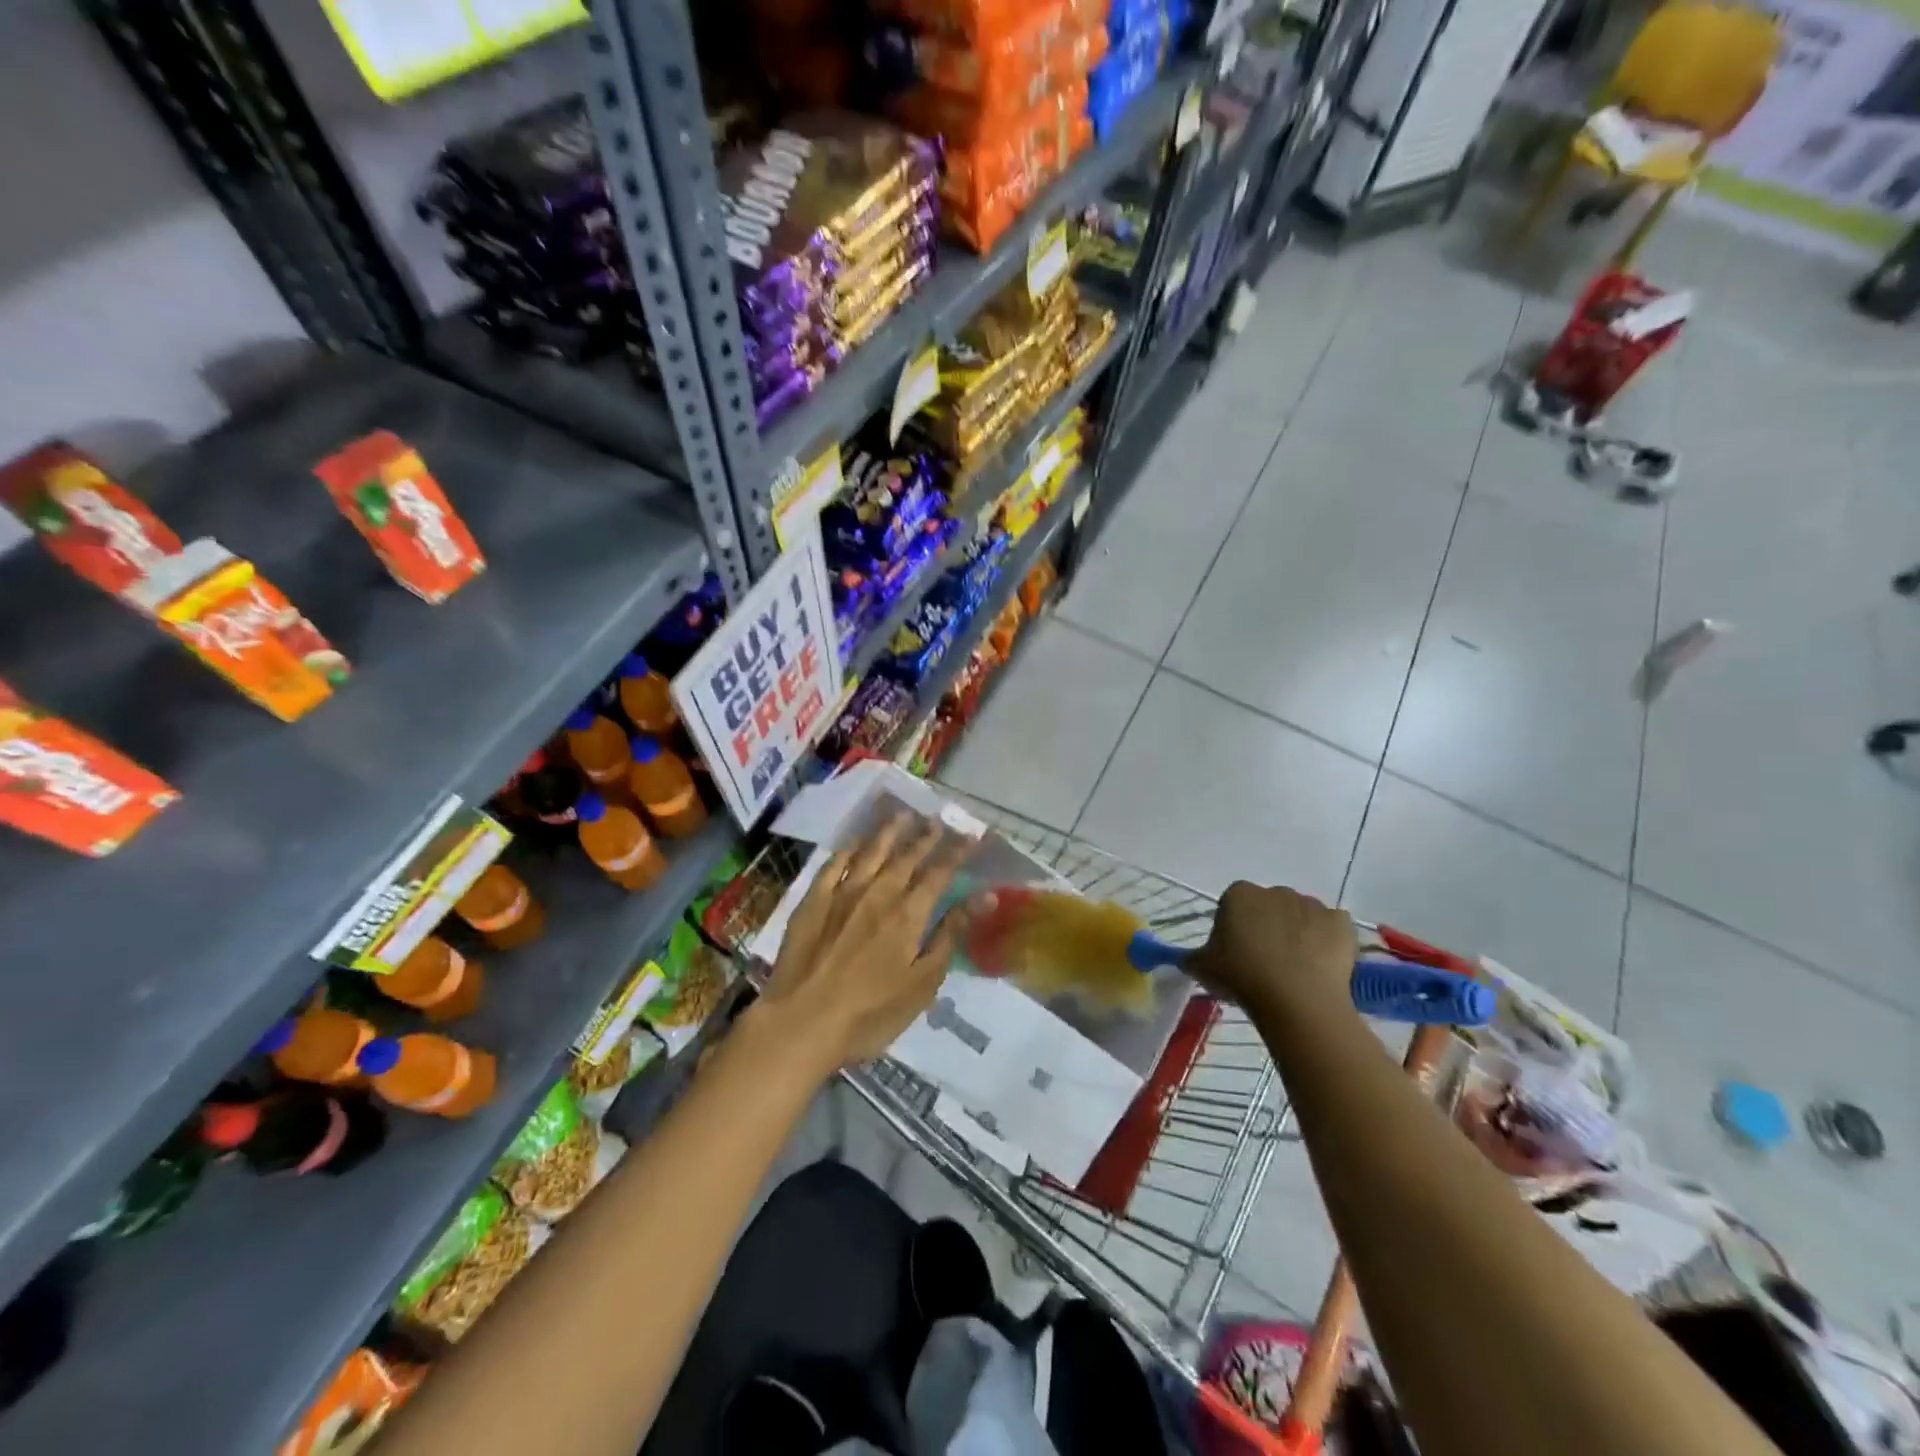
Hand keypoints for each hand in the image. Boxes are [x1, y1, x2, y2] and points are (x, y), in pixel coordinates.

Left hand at [750, 810, 978, 1074]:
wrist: (801, 1022)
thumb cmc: (870, 1013)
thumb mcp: (922, 982)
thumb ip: (950, 934)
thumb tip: (985, 896)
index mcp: (908, 914)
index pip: (939, 873)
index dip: (957, 853)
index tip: (970, 836)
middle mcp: (878, 892)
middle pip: (906, 856)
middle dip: (925, 837)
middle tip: (937, 820)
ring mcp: (842, 893)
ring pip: (870, 851)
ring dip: (889, 832)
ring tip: (902, 815)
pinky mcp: (812, 901)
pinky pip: (833, 864)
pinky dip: (848, 849)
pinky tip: (855, 841)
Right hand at [1190, 881, 1357, 1020]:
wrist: (1296, 1000)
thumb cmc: (1242, 977)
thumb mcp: (1203, 968)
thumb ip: (1192, 957)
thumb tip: (1187, 958)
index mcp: (1239, 894)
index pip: (1233, 905)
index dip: (1235, 929)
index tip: (1236, 954)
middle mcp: (1275, 891)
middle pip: (1269, 907)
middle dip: (1268, 927)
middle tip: (1265, 963)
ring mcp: (1312, 904)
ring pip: (1301, 916)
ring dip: (1298, 933)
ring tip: (1296, 969)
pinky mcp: (1341, 922)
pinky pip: (1332, 928)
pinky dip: (1328, 942)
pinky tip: (1321, 966)